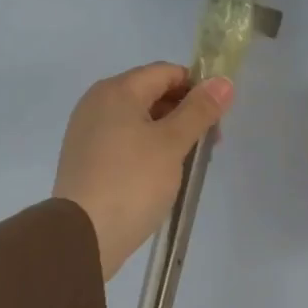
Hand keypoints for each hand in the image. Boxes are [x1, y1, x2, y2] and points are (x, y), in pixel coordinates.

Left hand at [54, 63, 233, 279]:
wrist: (84, 235)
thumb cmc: (133, 182)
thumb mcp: (172, 143)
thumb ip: (199, 110)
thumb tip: (223, 81)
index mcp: (117, 90)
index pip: (167, 73)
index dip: (197, 89)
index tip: (217, 119)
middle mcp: (97, 103)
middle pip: (152, 94)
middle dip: (185, 114)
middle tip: (208, 146)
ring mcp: (87, 132)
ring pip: (139, 121)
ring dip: (168, 135)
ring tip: (188, 165)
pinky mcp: (86, 159)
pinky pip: (124, 142)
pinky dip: (147, 150)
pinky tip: (161, 176)